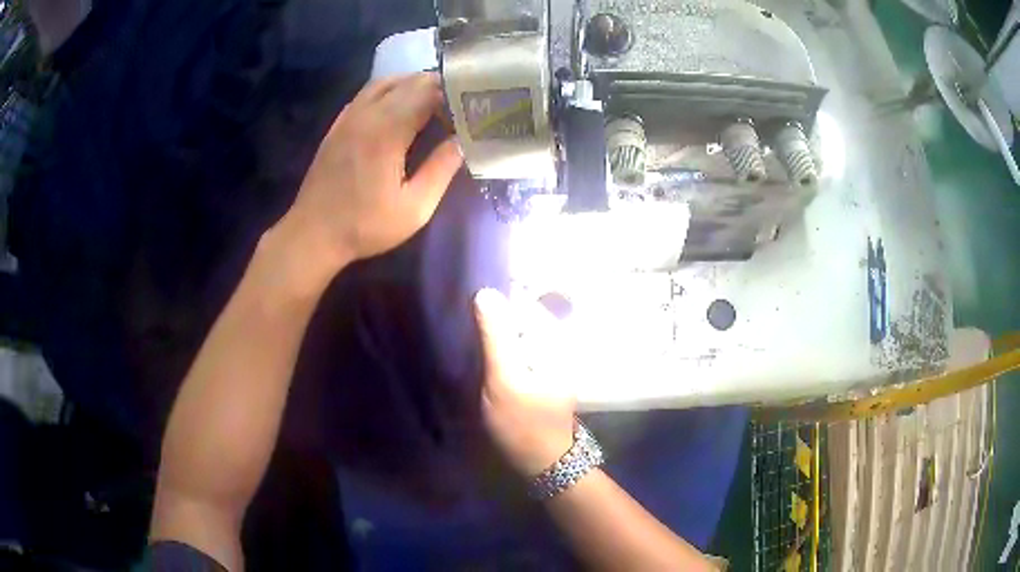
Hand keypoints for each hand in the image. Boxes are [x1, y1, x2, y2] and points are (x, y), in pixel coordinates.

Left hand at [275, 72, 462, 277]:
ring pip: (386, 82)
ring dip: (412, 85)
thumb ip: (441, 169)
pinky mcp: (338, 124)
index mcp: (388, 130)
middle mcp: (367, 113)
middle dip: (438, 86)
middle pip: (408, 81)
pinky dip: (389, 91)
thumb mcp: (414, 207)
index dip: (453, 94)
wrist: (313, 234)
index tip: (470, 108)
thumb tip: (462, 140)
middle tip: (458, 105)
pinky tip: (399, 109)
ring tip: (433, 102)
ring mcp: (349, 116)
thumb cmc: (365, 225)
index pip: (428, 91)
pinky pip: (367, 94)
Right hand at [474, 289, 576, 476]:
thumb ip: (496, 337)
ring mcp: (548, 358)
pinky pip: (518, 348)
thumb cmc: (524, 423)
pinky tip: (484, 353)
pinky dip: (501, 347)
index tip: (469, 298)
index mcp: (553, 340)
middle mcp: (555, 343)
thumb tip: (485, 292)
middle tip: (464, 317)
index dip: (496, 296)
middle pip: (521, 315)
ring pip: (518, 332)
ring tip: (469, 333)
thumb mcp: (504, 380)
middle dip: (494, 314)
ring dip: (495, 331)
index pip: (524, 300)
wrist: (544, 461)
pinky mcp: (539, 371)